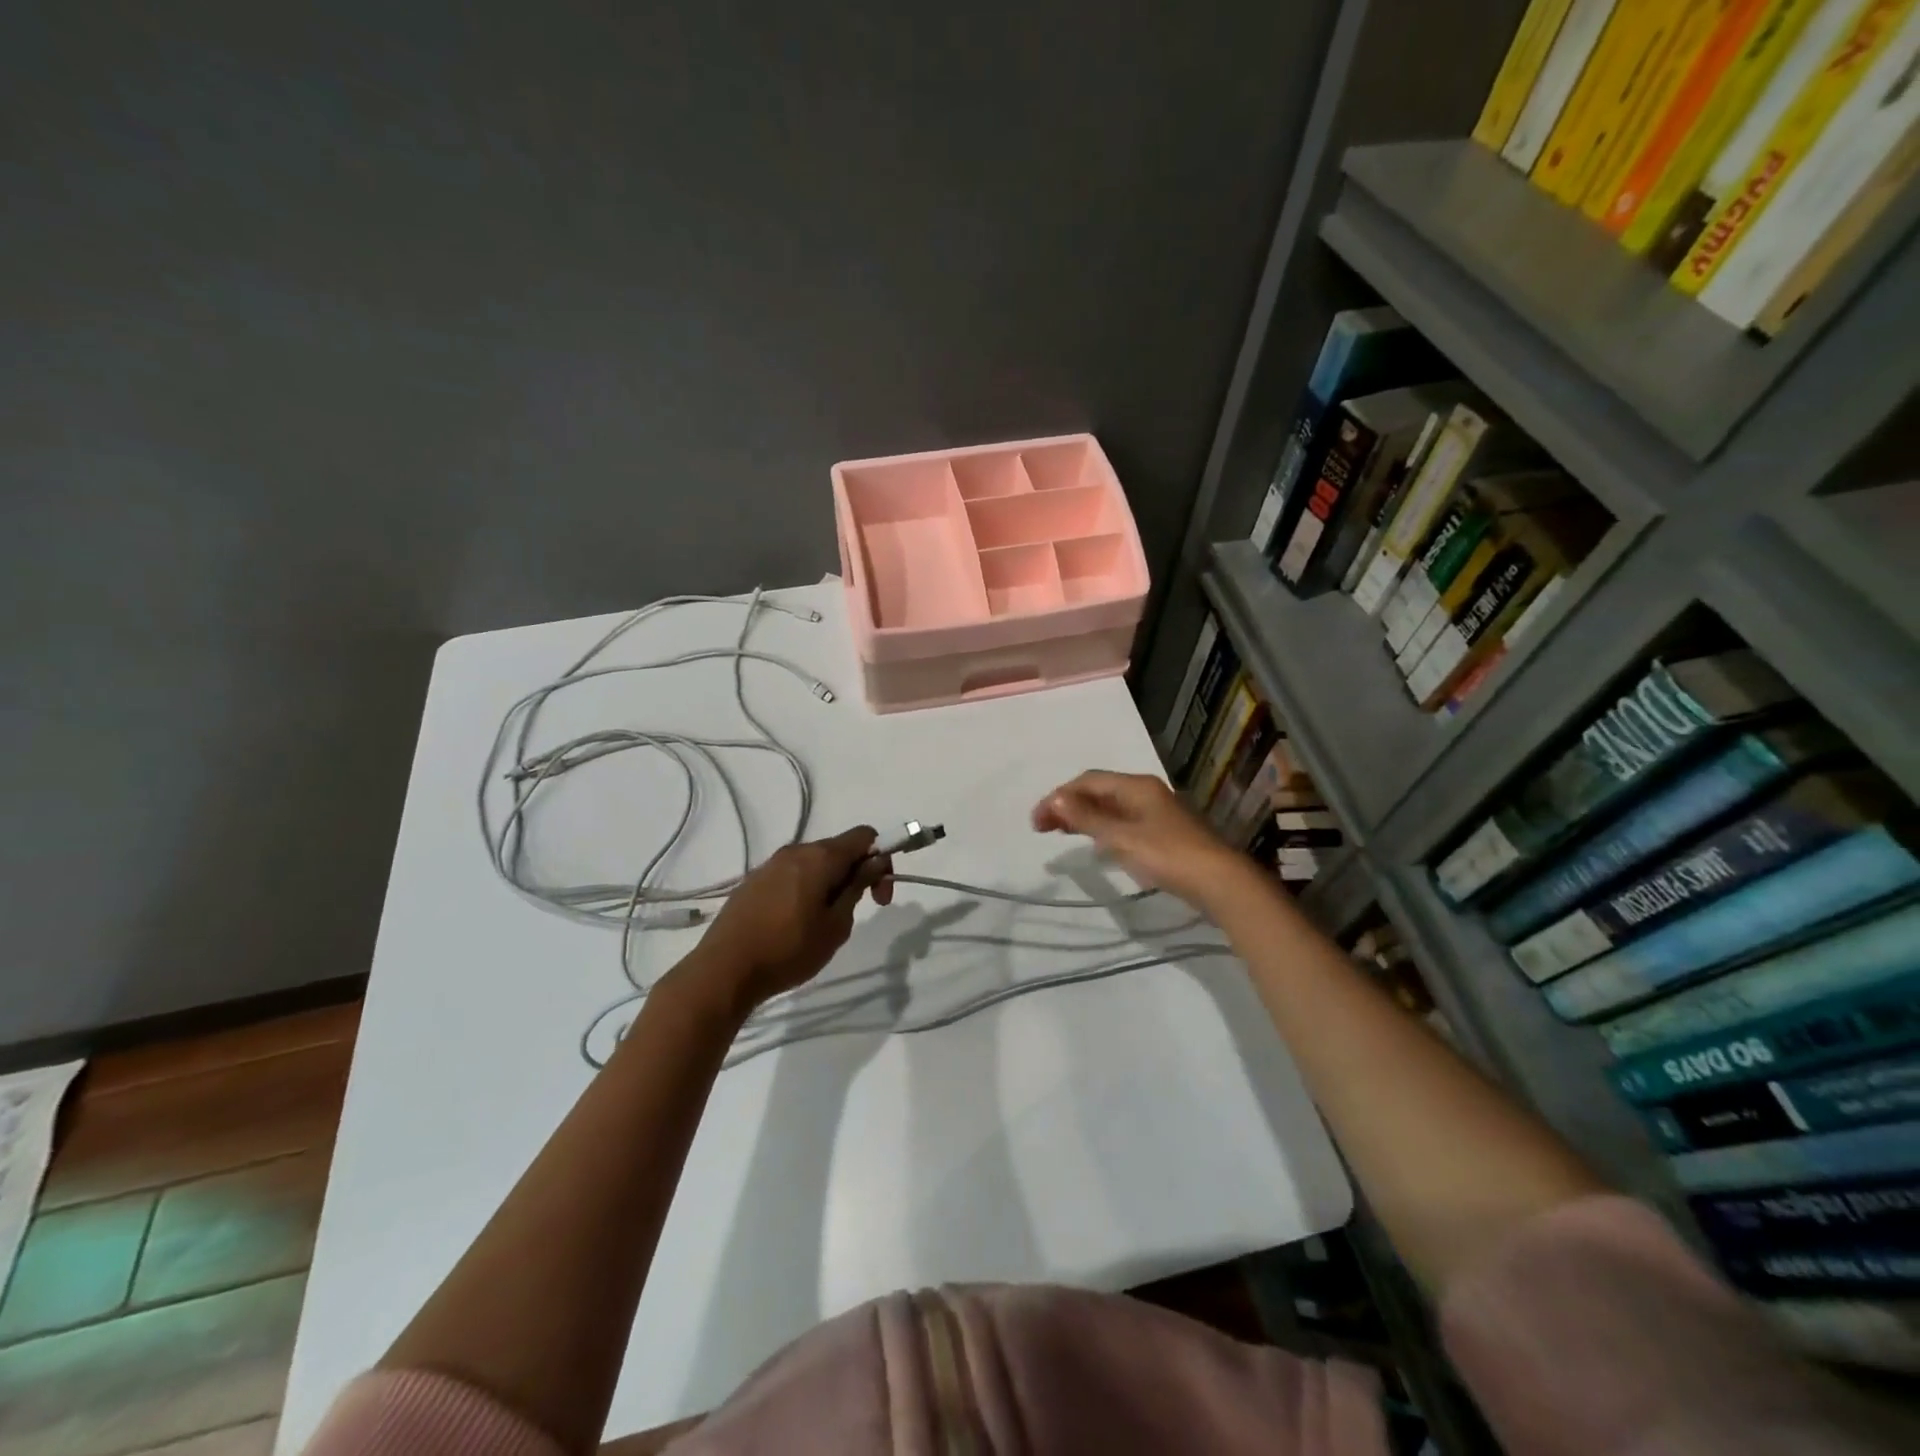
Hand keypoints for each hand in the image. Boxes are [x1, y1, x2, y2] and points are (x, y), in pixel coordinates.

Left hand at [679, 827, 893, 1016]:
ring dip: (830, 882)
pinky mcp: (753, 882)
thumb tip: (873, 861)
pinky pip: (791, 875)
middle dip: (856, 873)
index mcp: (819, 857)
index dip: (881, 858)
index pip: (864, 835)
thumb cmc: (789, 949)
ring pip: (813, 863)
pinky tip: (796, 922)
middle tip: (857, 911)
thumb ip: (857, 887)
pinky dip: (806, 889)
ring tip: (824, 922)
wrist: (724, 970)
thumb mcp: (836, 925)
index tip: (879, 895)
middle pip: (838, 848)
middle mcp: (795, 851)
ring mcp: (770, 865)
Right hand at [1032, 771, 1250, 910]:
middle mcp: (1146, 792)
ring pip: (1111, 806)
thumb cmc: (1167, 856)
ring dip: (1083, 816)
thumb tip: (1055, 797)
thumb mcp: (1121, 838)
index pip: (1087, 781)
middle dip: (1068, 805)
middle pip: (1098, 791)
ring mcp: (1157, 812)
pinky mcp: (1163, 832)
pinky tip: (1095, 843)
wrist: (1220, 882)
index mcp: (1136, 786)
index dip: (1058, 797)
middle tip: (1042, 828)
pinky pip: (1123, 821)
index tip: (1036, 822)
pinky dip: (1101, 827)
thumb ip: (1087, 818)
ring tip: (1060, 832)